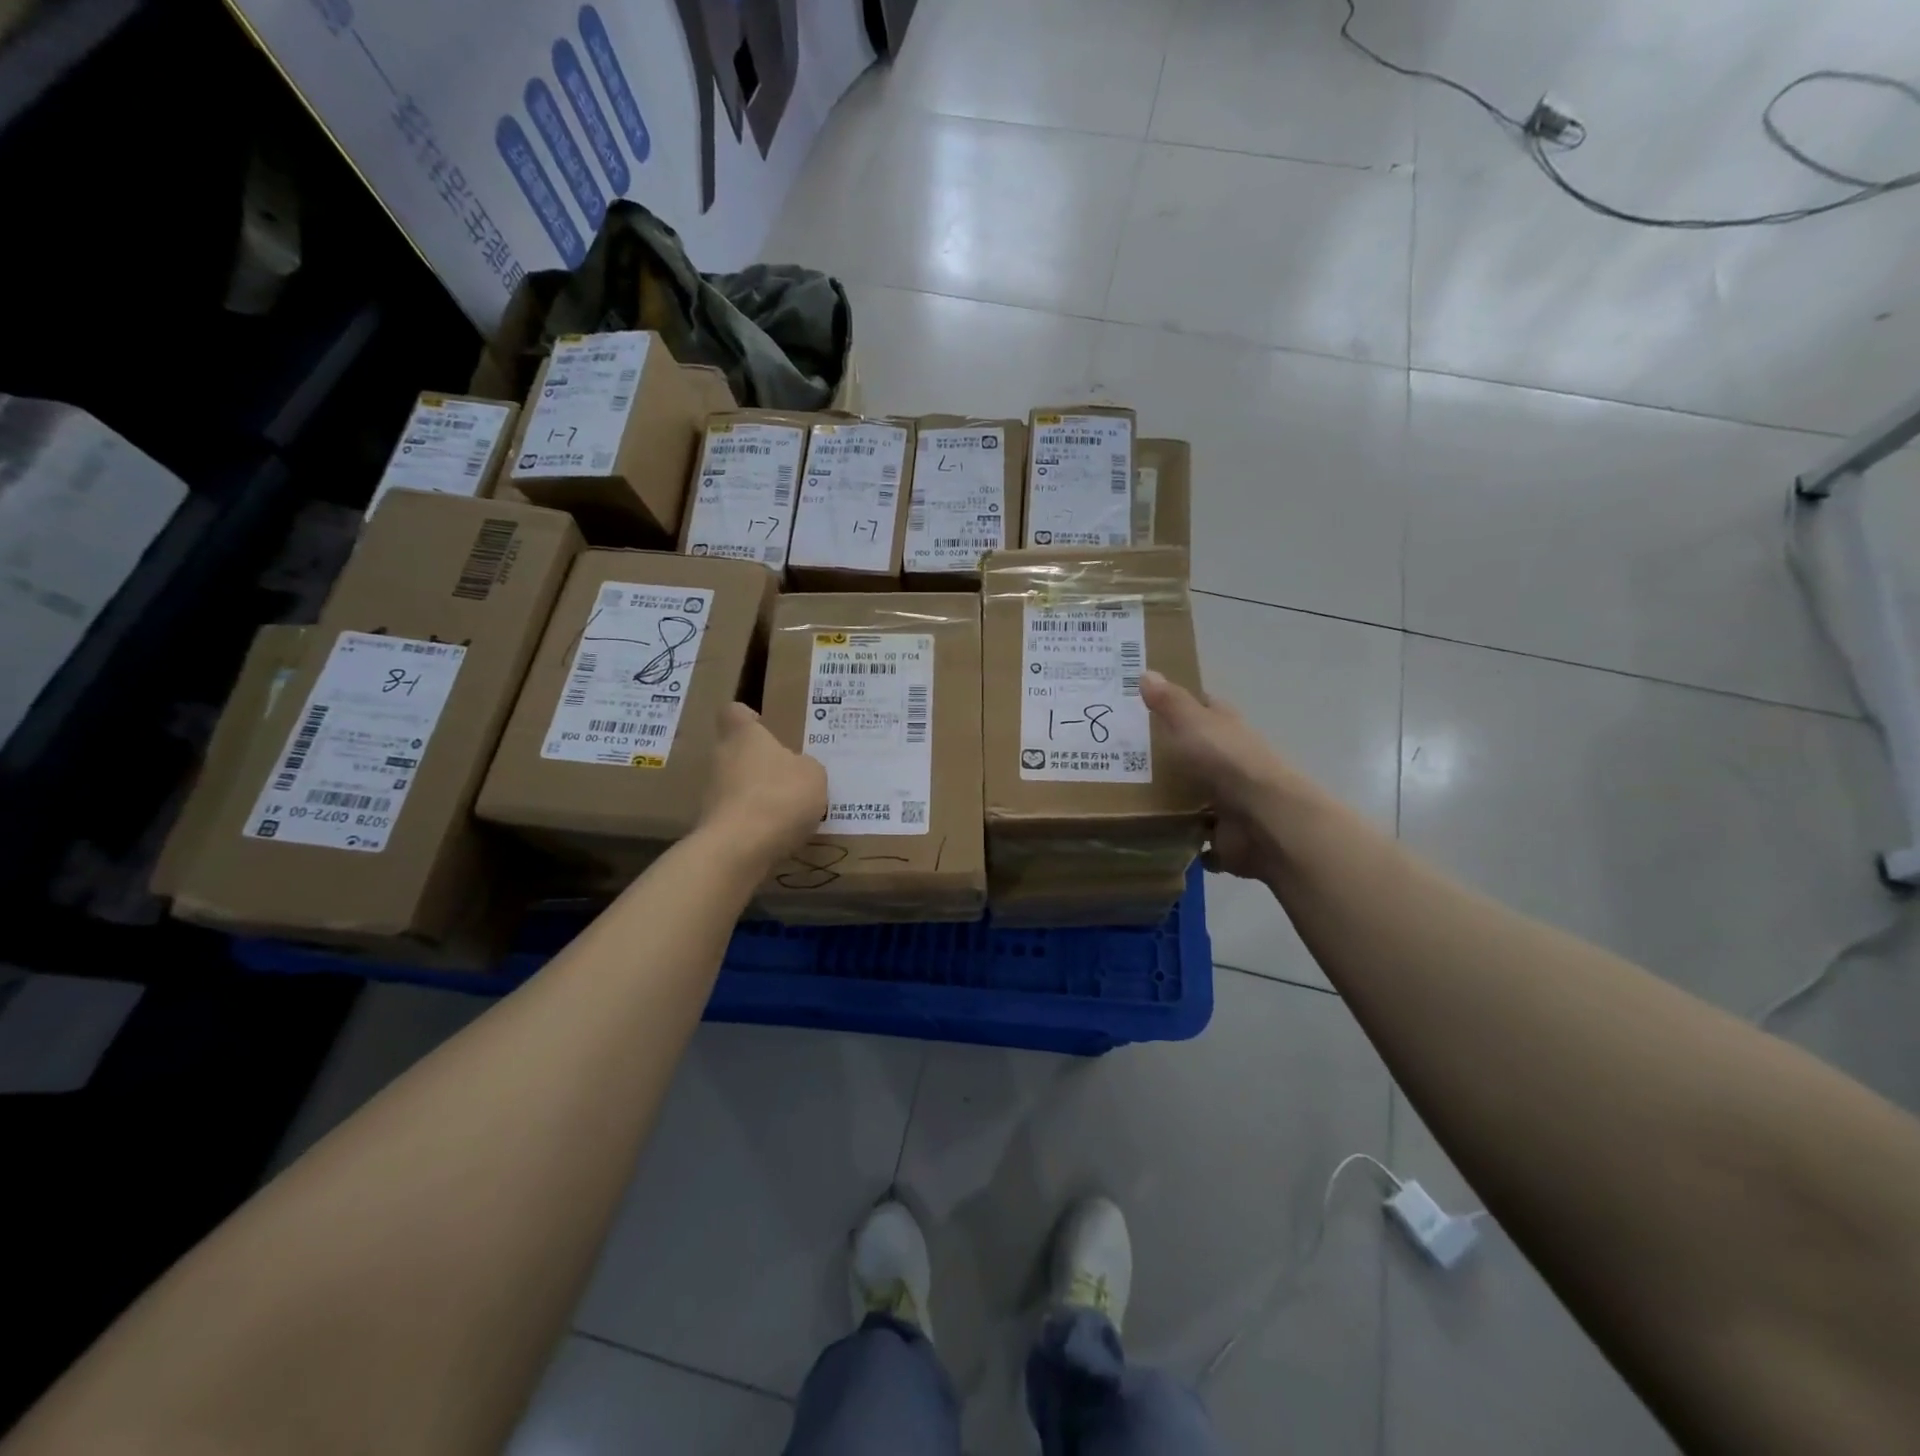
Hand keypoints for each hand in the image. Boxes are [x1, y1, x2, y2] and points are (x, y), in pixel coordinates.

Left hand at [697, 703, 826, 870]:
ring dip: (756, 795)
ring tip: (787, 811)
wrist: (739, 848)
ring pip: (735, 785)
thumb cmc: (780, 795)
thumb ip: (806, 766)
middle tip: (788, 775)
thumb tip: (798, 769)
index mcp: (744, 736)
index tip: (761, 725)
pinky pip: (737, 816)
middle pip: (736, 752)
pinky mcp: (711, 826)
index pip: (734, 712)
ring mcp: (711, 794)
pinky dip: (753, 823)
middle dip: (758, 762)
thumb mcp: (813, 775)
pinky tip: (776, 835)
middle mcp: (721, 759)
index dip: (747, 717)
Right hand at [1141, 670, 1305, 882]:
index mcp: (1226, 731)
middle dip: (1170, 757)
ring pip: (1198, 798)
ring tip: (1128, 802)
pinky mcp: (1227, 837)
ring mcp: (1231, 802)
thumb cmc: (1227, 762)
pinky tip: (1158, 839)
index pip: (1204, 709)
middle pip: (1197, 756)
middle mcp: (1231, 764)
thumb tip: (1147, 672)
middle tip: (1122, 758)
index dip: (1180, 705)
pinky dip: (1187, 842)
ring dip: (1176, 802)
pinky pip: (1201, 840)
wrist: (1265, 820)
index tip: (1145, 706)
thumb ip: (1170, 703)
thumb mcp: (1192, 724)